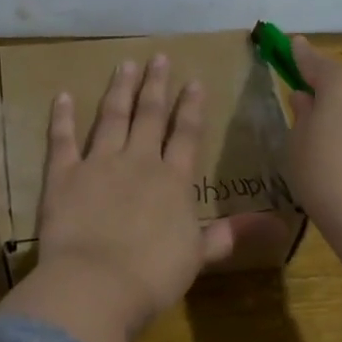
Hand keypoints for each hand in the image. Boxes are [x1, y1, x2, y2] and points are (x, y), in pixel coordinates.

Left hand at [0, 55, 244, 341]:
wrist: (97, 285)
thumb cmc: (153, 276)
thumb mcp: (199, 255)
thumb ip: (231, 234)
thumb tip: (279, 224)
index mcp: (173, 180)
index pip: (187, 135)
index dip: (191, 107)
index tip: (194, 81)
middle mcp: (139, 162)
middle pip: (150, 116)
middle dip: (156, 85)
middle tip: (159, 57)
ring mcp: (99, 164)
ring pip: (112, 118)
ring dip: (120, 90)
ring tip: (125, 64)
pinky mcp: (64, 176)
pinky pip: (62, 140)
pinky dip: (62, 117)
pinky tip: (63, 95)